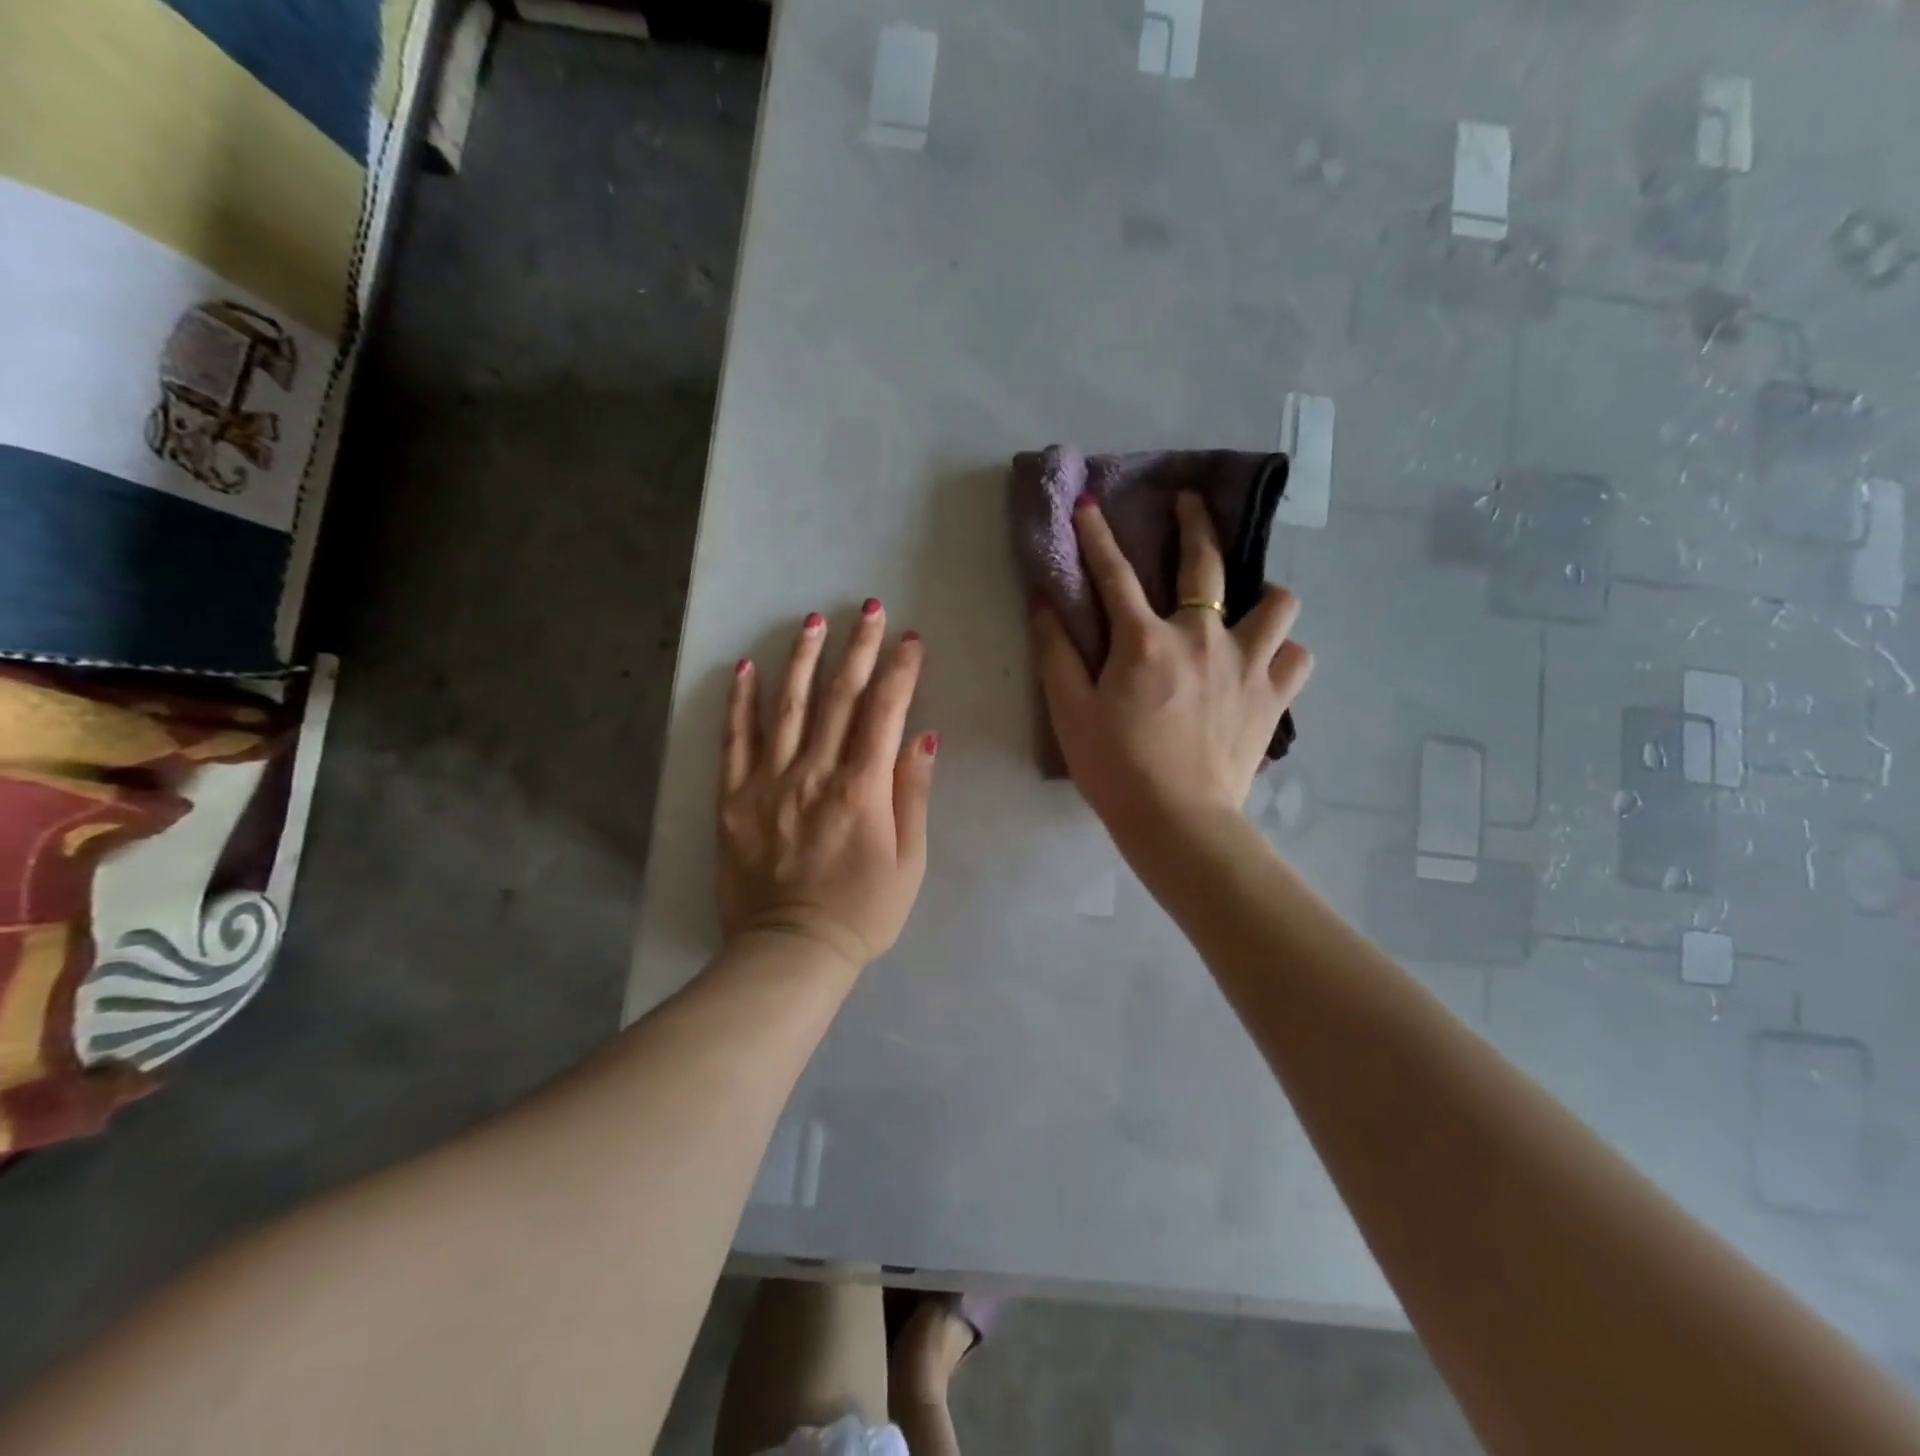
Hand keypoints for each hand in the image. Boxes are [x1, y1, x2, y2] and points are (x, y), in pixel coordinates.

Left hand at [718, 601, 936, 972]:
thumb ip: (912, 794)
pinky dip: (741, 702)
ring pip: (788, 706)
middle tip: (869, 608)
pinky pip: (735, 741)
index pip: (885, 712)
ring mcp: (769, 782)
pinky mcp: (734, 799)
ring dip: (804, 659)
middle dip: (858, 648)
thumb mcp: (908, 861)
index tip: (910, 639)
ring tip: (813, 621)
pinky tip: (748, 667)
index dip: (900, 671)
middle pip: (840, 697)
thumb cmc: (862, 912)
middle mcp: (814, 772)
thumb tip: (922, 736)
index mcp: (860, 788)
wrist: (790, 952)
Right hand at [1031, 492, 1312, 846]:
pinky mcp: (1274, 696)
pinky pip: (1296, 655)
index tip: (1088, 503)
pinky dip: (1283, 651)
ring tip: (1245, 605)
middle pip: (1205, 563)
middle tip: (1189, 504)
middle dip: (1194, 523)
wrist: (1178, 822)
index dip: (1096, 535)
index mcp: (1145, 641)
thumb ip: (1055, 653)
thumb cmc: (1115, 768)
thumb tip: (1044, 602)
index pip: (1114, 574)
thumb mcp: (1069, 712)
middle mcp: (1202, 638)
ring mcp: (1247, 664)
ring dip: (1260, 594)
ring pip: (1277, 602)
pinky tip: (1265, 661)